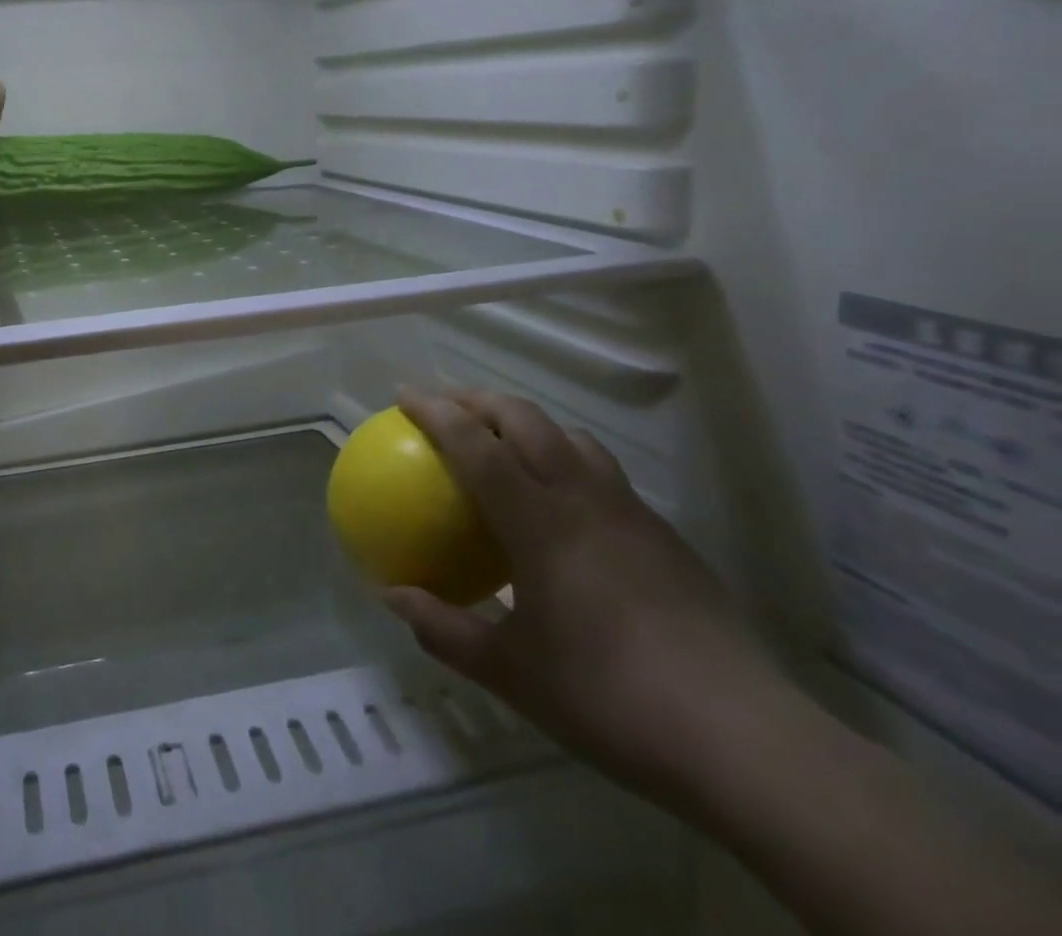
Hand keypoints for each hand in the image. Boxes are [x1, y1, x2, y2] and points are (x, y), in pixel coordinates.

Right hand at [385, 389, 794, 809]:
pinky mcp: (666, 539)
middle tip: (446, 408)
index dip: (435, 411)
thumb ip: (444, 629)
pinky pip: (604, 474)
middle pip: (526, 419)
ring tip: (504, 444)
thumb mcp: (511, 673)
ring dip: (529, 424)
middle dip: (480, 400)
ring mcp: (631, 514)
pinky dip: (568, 462)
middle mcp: (583, 498)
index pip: (475, 444)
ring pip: (572, 438)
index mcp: (539, 520)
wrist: (746, 742)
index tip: (404, 396)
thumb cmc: (610, 698)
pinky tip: (564, 509)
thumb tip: (392, 597)